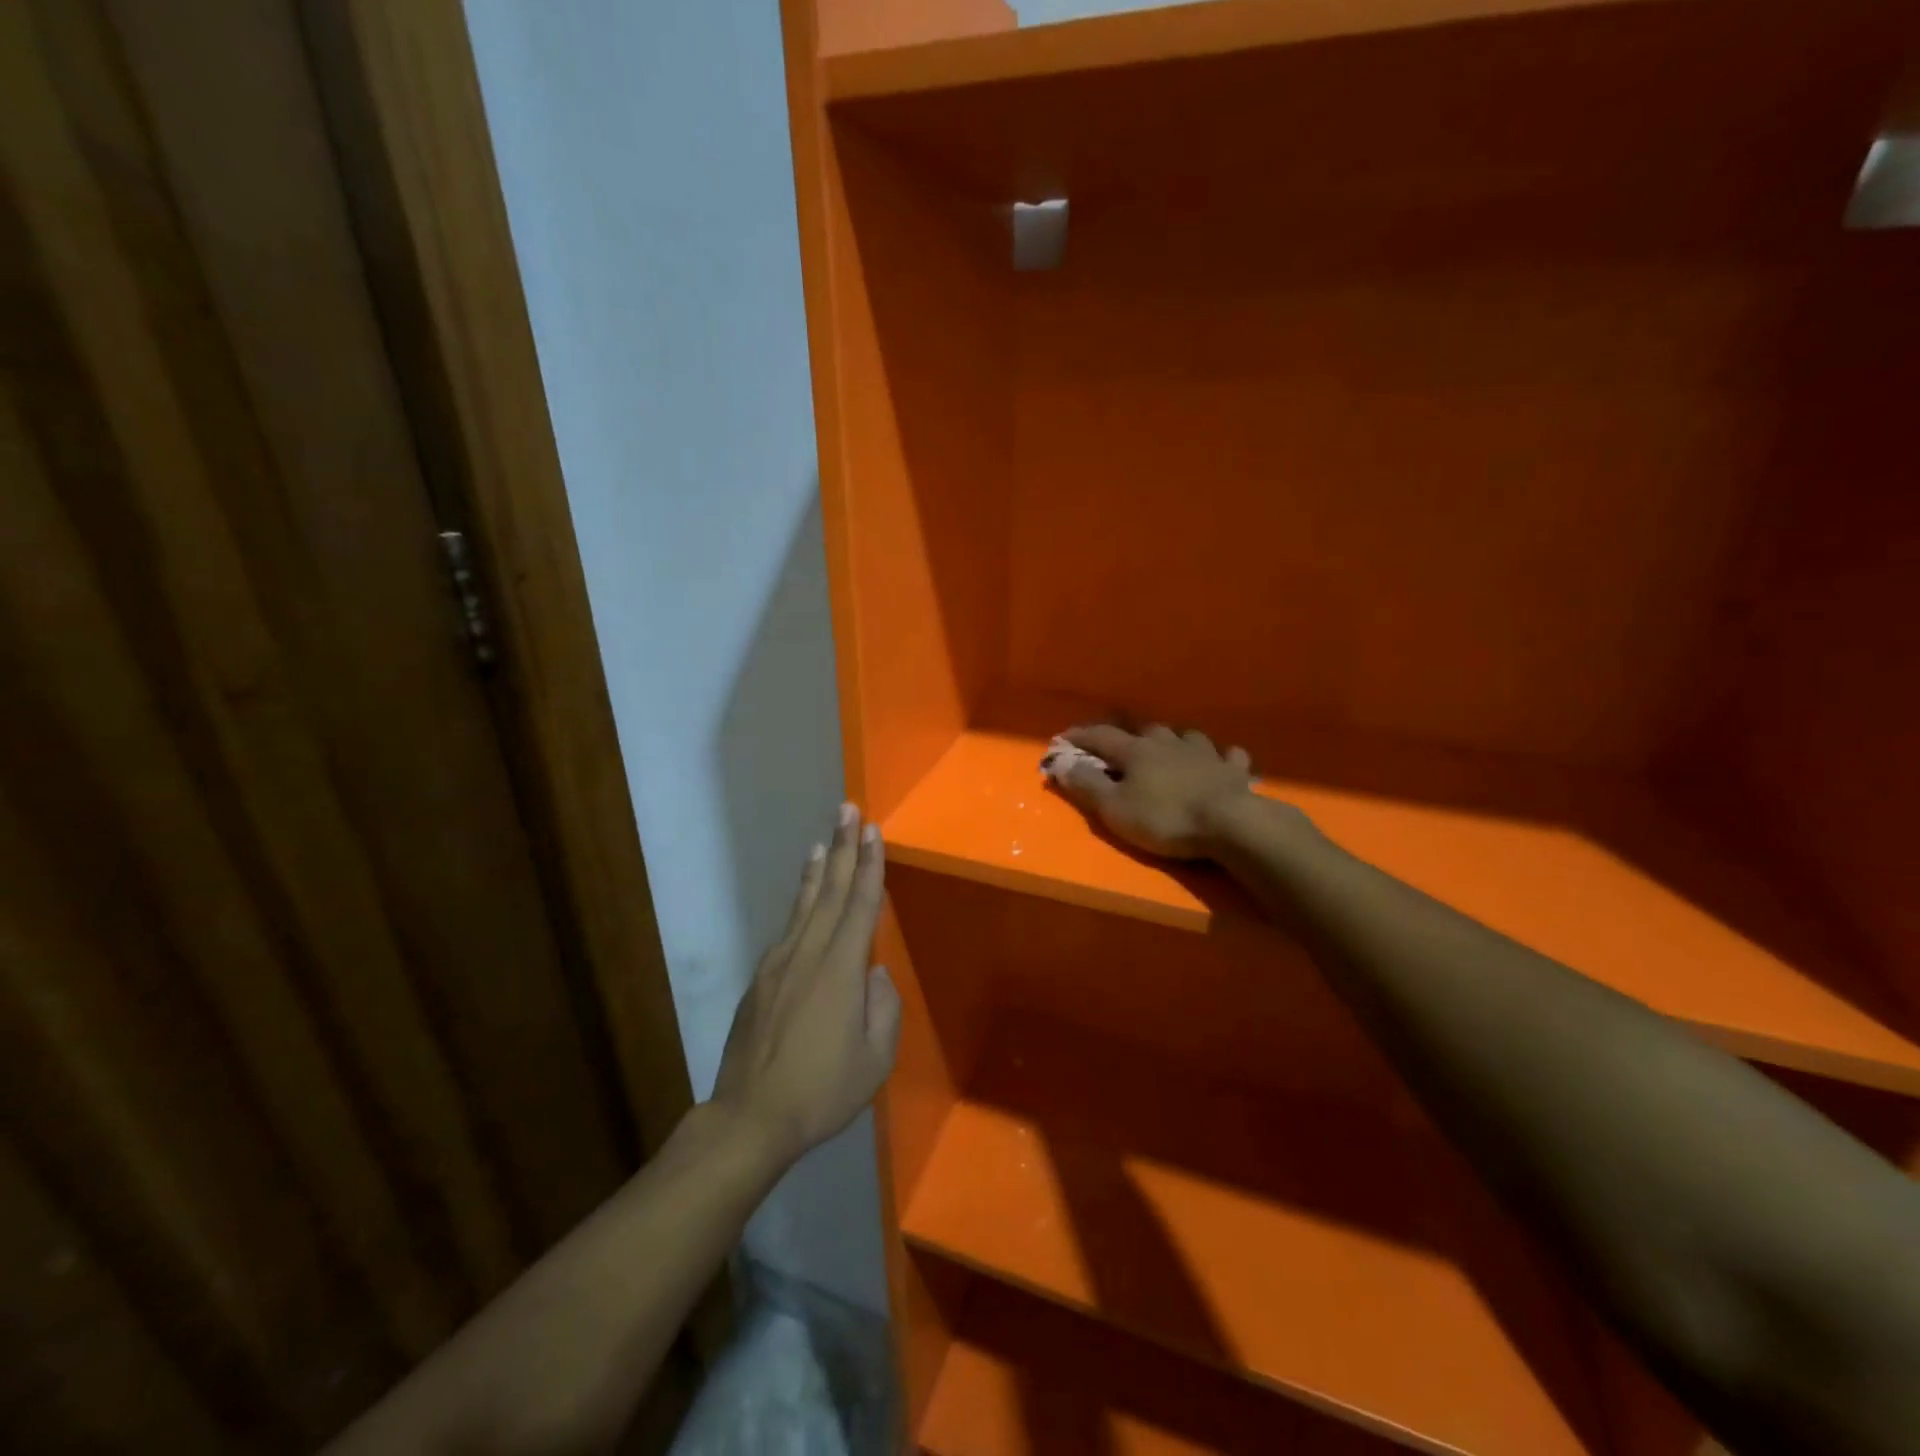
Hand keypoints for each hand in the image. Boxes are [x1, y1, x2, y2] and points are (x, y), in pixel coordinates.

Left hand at [711, 804, 900, 1171]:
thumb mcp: (874, 1059)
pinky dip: (799, 905)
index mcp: (841, 970)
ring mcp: (779, 965)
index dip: (869, 865)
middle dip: (843, 847)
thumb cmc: (822, 1090)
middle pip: (829, 891)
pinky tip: (803, 901)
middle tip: (847, 810)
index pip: (860, 904)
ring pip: (803, 906)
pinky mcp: (761, 980)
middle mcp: (808, 955)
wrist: (751, 1118)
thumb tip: (874, 973)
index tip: (873, 830)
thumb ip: (883, 1008)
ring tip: (822, 842)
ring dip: (816, 871)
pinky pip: (787, 931)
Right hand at [1046, 723, 1262, 860]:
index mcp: (1136, 751)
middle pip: (1144, 731)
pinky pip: (1227, 756)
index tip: (1064, 738)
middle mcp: (1169, 743)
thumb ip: (1087, 785)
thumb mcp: (1114, 809)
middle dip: (1128, 736)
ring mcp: (1205, 753)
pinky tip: (1219, 762)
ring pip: (1185, 737)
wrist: (1230, 823)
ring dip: (1173, 741)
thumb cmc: (1165, 818)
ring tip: (1168, 750)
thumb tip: (1061, 763)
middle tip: (1120, 746)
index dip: (1080, 736)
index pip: (1101, 737)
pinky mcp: (1233, 769)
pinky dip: (1219, 757)